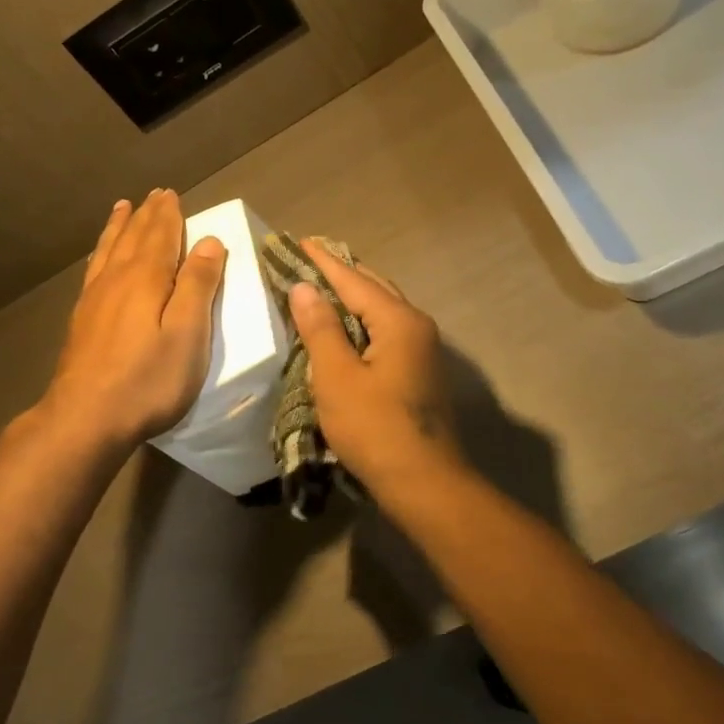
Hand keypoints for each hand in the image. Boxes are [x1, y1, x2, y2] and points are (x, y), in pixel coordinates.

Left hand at [37, 190, 225, 450]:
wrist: (85, 417)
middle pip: (134, 237)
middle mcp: (117, 279)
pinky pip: (94, 269)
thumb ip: (198, 286)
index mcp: (147, 279)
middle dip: (147, 215)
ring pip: (110, 249)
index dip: (169, 215)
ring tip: (123, 208)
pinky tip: (100, 257)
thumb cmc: (147, 380)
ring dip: (120, 226)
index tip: (172, 194)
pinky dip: (101, 252)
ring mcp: (94, 298)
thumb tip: (209, 241)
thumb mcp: (187, 335)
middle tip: (154, 194)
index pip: (161, 236)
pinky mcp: (82, 319)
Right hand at [286, 242, 460, 490]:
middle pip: (374, 288)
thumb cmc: (375, 428)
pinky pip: (386, 331)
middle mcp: (416, 326)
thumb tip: (305, 288)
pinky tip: (344, 328)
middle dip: (340, 273)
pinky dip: (361, 321)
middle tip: (308, 259)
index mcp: (399, 321)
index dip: (323, 261)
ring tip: (322, 286)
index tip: (299, 240)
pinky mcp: (418, 372)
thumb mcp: (337, 377)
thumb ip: (320, 329)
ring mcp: (422, 350)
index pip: (354, 279)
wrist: (424, 482)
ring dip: (352, 297)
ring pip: (382, 310)